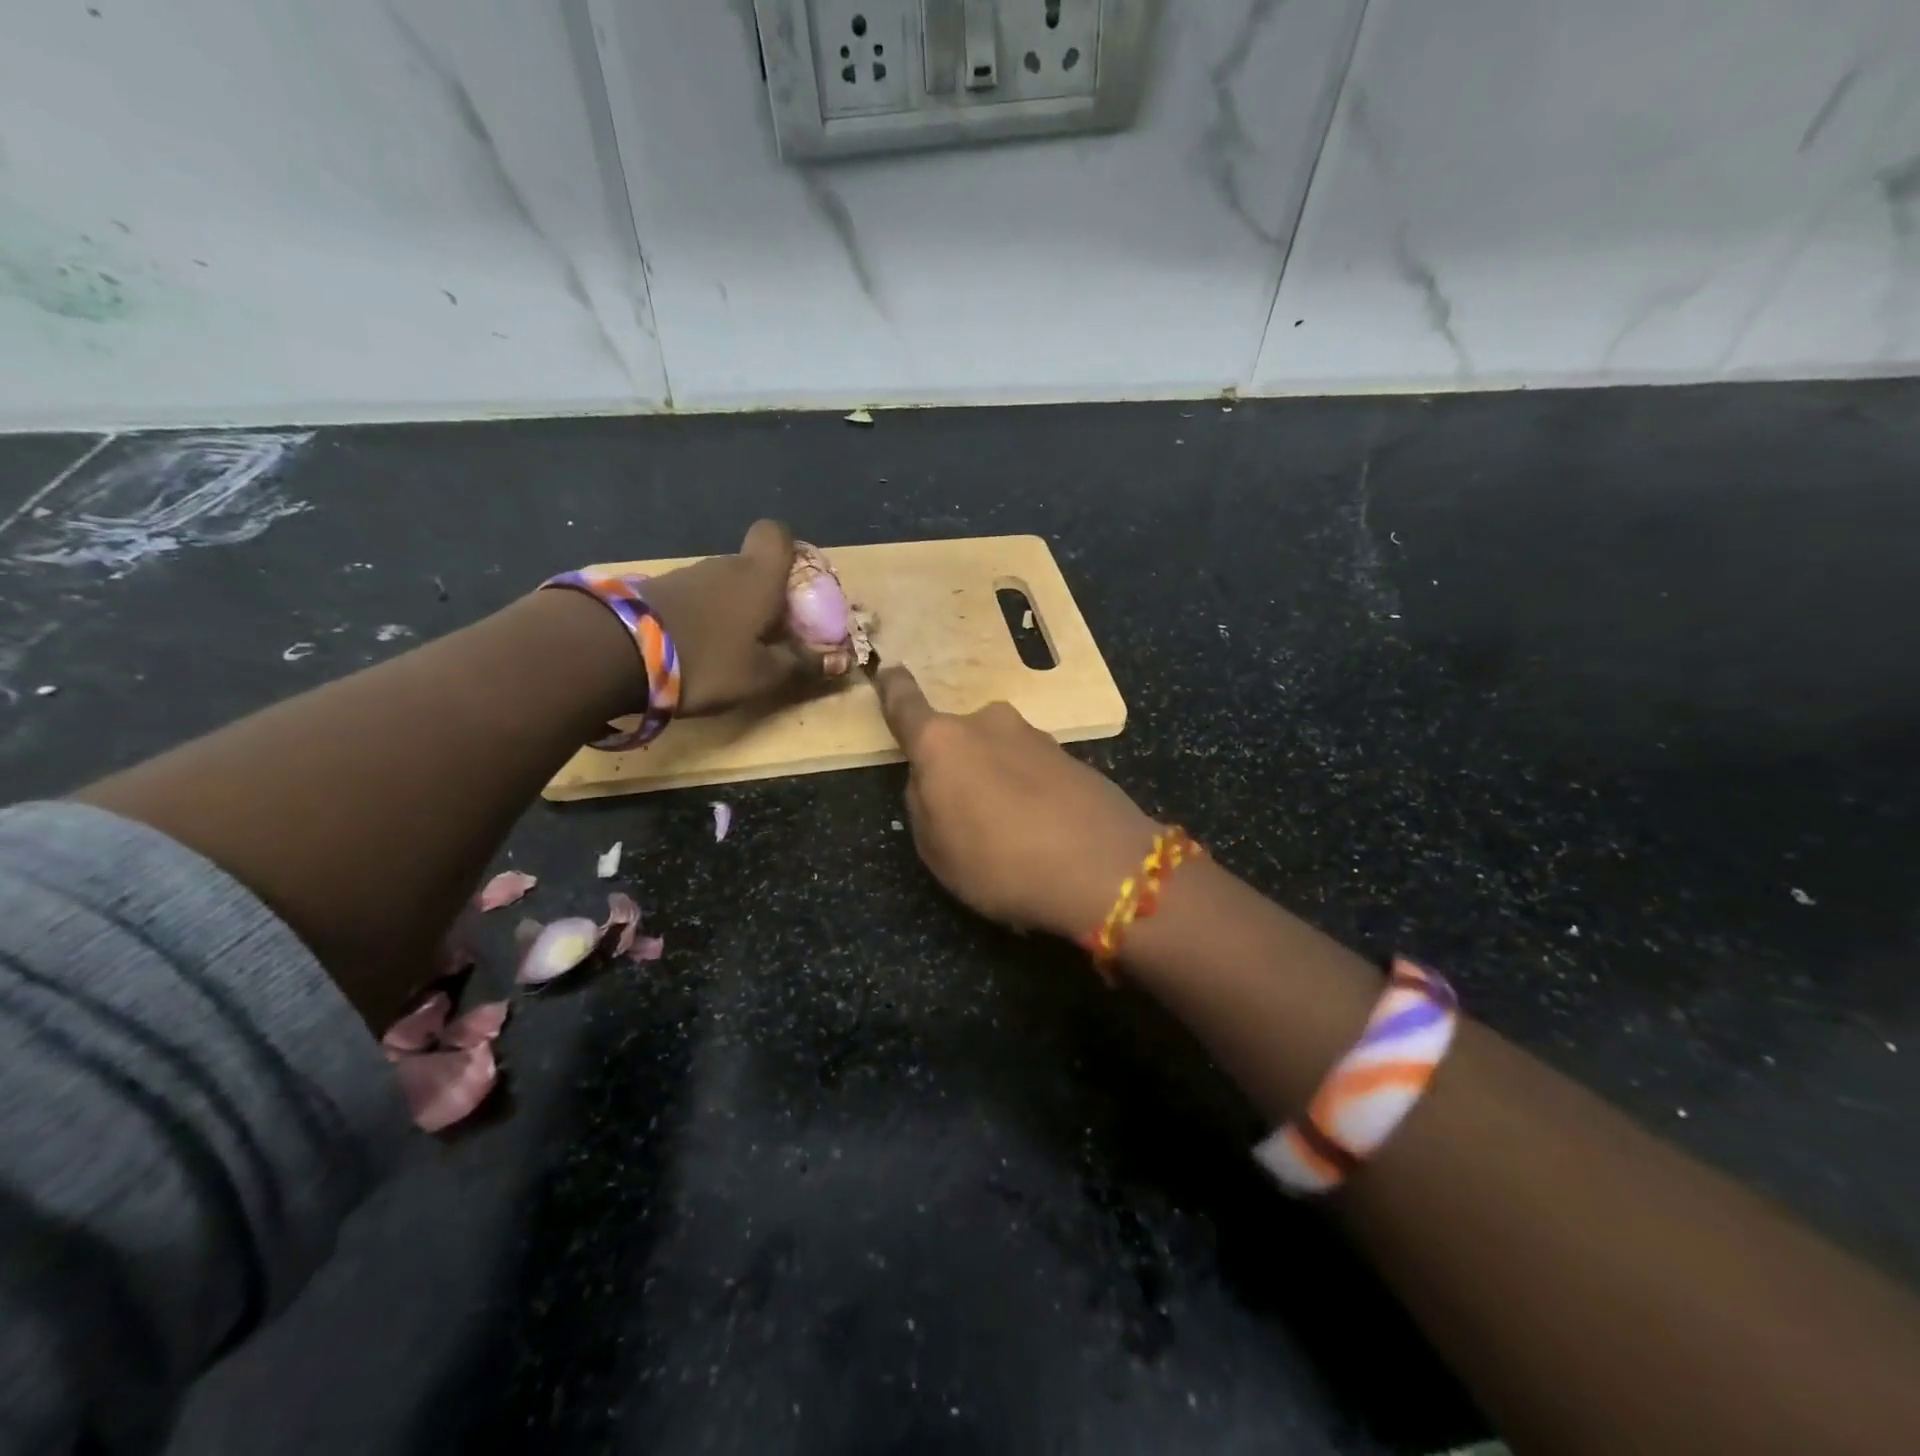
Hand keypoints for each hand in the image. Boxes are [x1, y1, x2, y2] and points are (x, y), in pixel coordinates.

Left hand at [643, 520, 850, 716]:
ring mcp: (687, 576)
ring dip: (734, 611)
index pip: (777, 534)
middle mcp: (724, 566)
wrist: (614, 652)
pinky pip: (696, 599)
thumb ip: (801, 665)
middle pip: (753, 567)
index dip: (791, 551)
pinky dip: (705, 619)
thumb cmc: (707, 659)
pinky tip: (699, 651)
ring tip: (734, 652)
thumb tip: (839, 660)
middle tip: (773, 637)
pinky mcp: (655, 592)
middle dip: (767, 597)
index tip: (796, 585)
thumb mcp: (762, 675)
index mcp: (758, 577)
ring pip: (724, 585)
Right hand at [875, 665, 1159, 939]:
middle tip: (966, 818)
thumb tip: (935, 779)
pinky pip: (1032, 772)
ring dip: (996, 782)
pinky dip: (1029, 793)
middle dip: (958, 768)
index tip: (889, 669)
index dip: (894, 689)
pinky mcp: (1071, 756)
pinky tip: (1042, 834)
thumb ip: (924, 803)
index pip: (906, 706)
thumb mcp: (936, 850)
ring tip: (1010, 837)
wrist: (1103, 867)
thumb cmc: (1000, 862)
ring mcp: (1034, 736)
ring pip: (998, 756)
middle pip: (959, 741)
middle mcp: (987, 724)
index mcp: (943, 742)